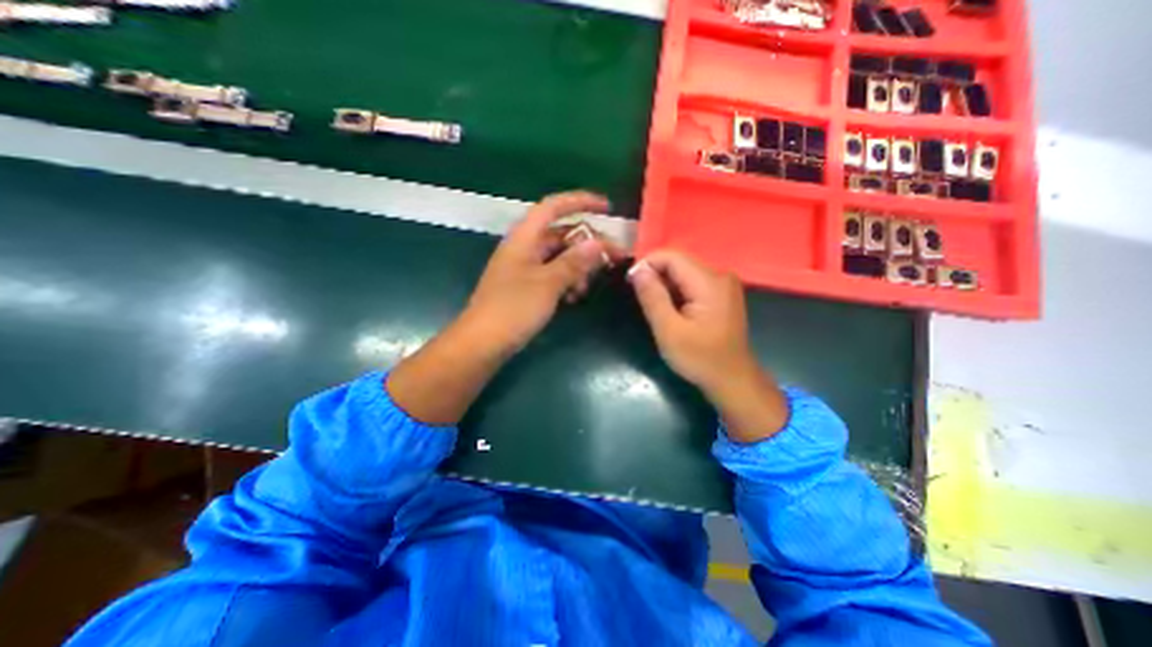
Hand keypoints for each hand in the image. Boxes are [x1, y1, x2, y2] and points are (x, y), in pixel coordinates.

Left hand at [463, 188, 620, 362]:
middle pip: (560, 234)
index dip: (580, 202)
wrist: (482, 344)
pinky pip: (552, 275)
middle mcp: (524, 248)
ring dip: (577, 267)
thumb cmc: (513, 309)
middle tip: (611, 257)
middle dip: (586, 244)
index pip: (553, 207)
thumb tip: (598, 243)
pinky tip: (574, 297)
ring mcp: (524, 269)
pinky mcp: (525, 287)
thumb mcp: (548, 283)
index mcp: (524, 238)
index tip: (607, 208)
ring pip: (558, 257)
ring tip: (586, 287)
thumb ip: (574, 262)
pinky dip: (566, 281)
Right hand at [628, 251, 788, 441]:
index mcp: (709, 282)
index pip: (671, 256)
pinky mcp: (721, 293)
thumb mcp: (669, 331)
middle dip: (655, 276)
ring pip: (684, 272)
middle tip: (641, 300)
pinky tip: (671, 309)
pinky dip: (676, 291)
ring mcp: (723, 284)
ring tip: (654, 306)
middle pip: (678, 262)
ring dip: (665, 285)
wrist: (732, 379)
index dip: (647, 264)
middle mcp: (720, 275)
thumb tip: (637, 269)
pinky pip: (692, 282)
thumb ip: (652, 297)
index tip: (630, 283)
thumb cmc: (700, 358)